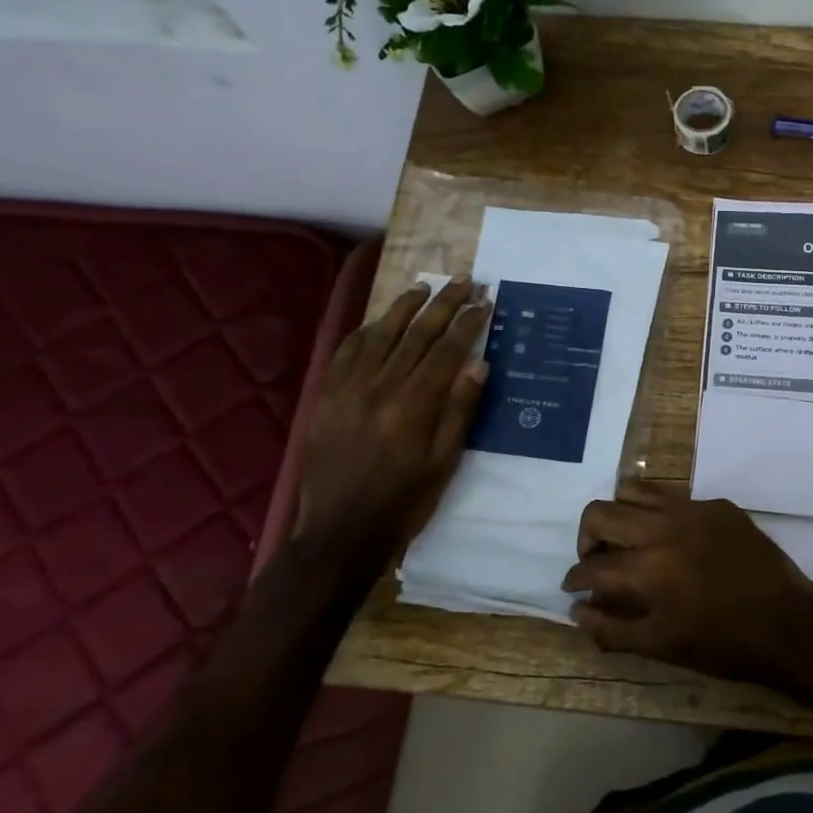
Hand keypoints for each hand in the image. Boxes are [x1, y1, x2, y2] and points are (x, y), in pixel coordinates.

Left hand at [295, 277, 491, 566]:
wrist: (339, 532)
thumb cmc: (404, 501)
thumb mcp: (444, 462)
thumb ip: (460, 409)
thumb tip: (479, 362)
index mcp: (414, 404)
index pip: (447, 350)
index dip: (468, 322)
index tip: (485, 302)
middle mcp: (380, 386)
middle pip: (416, 334)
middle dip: (444, 304)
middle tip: (464, 281)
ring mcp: (348, 389)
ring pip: (380, 334)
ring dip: (404, 307)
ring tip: (424, 287)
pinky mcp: (327, 397)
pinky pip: (346, 353)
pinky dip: (365, 331)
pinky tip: (378, 321)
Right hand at [562, 482, 812, 682]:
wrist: (787, 622)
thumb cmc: (723, 644)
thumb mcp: (662, 647)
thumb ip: (612, 629)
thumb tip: (578, 610)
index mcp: (647, 570)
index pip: (591, 566)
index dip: (575, 579)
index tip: (575, 586)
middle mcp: (664, 529)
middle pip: (601, 512)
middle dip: (587, 538)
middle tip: (597, 560)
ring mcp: (693, 510)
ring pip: (635, 490)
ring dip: (620, 514)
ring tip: (628, 539)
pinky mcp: (717, 505)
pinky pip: (674, 496)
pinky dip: (659, 514)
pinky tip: (672, 538)